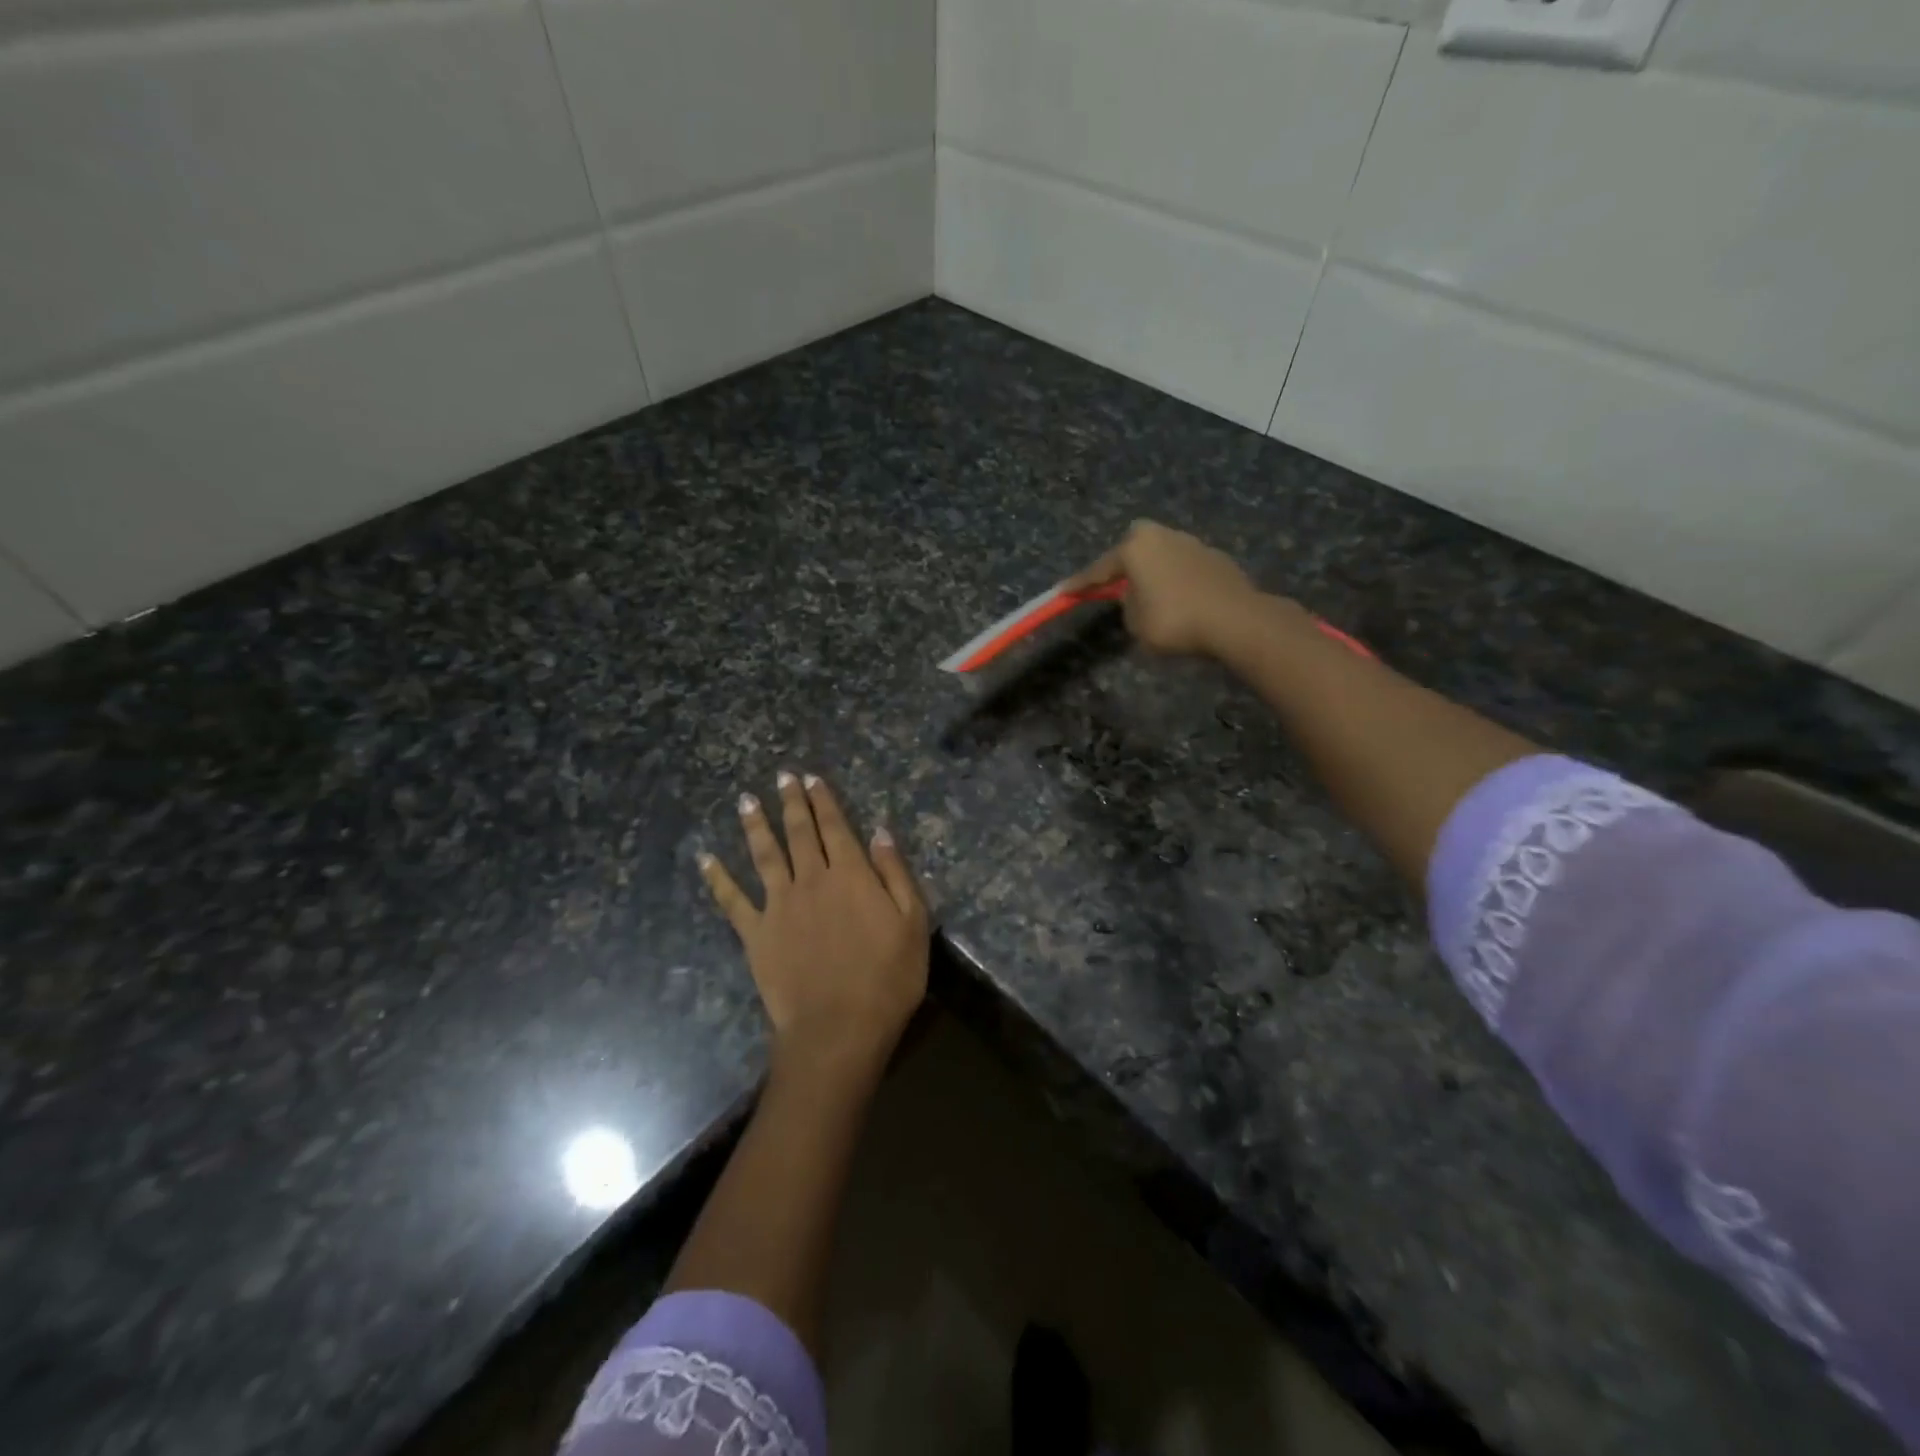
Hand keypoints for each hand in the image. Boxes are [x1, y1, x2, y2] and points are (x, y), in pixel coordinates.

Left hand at [700, 771, 928, 1081]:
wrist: (838, 1029)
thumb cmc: (887, 979)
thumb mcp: (913, 923)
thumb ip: (895, 873)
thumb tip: (879, 832)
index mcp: (850, 874)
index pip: (835, 826)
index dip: (823, 800)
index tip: (811, 778)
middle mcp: (811, 879)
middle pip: (798, 832)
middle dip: (791, 801)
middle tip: (781, 776)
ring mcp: (778, 905)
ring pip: (764, 854)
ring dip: (755, 825)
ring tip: (746, 800)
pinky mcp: (756, 934)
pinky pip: (732, 901)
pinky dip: (717, 878)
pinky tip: (705, 859)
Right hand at [1063, 519, 1263, 658]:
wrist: (1235, 620)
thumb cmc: (1174, 621)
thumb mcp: (1136, 622)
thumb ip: (1128, 604)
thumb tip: (1136, 595)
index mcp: (1136, 547)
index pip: (1099, 569)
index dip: (1080, 583)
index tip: (1062, 591)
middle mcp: (1163, 536)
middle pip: (1134, 547)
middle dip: (1124, 563)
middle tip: (1116, 585)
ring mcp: (1193, 543)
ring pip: (1162, 555)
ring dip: (1154, 571)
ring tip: (1152, 596)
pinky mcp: (1216, 558)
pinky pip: (1185, 568)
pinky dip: (1177, 581)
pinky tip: (1181, 600)